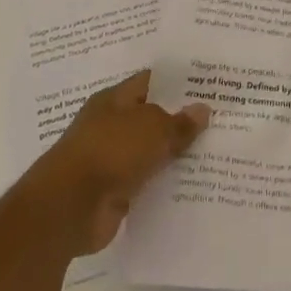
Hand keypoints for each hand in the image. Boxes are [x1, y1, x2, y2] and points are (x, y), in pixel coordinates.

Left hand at [24, 70, 210, 257]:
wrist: (69, 207)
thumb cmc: (110, 151)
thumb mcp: (152, 129)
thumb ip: (179, 122)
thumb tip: (203, 109)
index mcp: (114, 100)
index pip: (150, 82)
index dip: (178, 83)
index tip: (208, 85)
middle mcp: (111, 126)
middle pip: (152, 118)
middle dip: (181, 120)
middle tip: (220, 119)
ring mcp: (111, 160)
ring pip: (151, 152)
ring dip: (175, 155)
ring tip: (216, 151)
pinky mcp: (114, 192)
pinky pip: (147, 182)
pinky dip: (165, 184)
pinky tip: (195, 184)